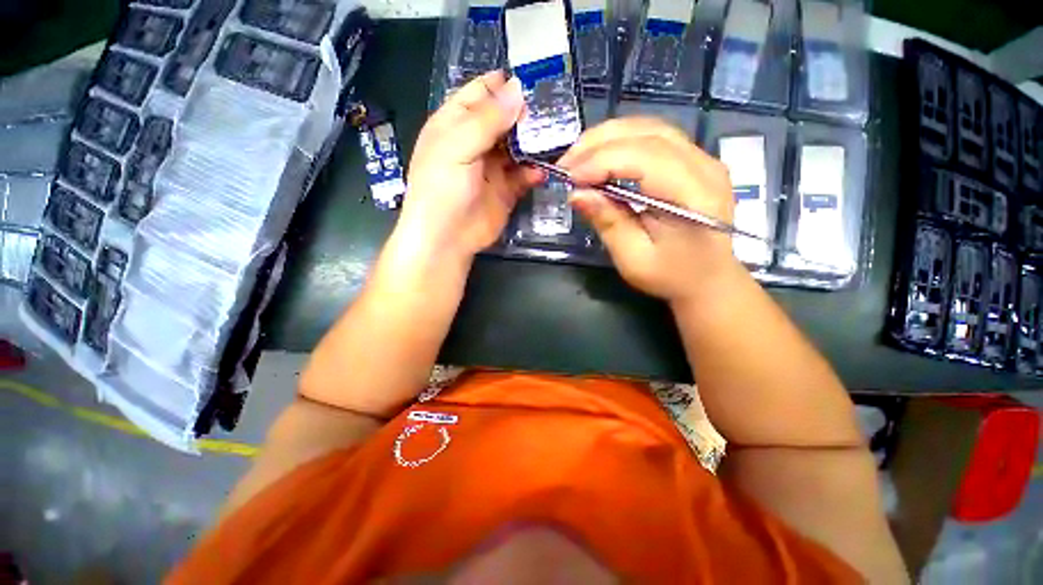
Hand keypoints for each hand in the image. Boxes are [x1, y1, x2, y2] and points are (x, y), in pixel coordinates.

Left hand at [396, 71, 543, 261]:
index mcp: (456, 123)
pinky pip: (524, 175)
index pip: (482, 93)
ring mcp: (493, 168)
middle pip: (505, 119)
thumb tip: (518, 89)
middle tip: (555, 109)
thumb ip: (487, 119)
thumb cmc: (442, 188)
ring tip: (557, 136)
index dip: (505, 84)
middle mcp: (476, 142)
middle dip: (527, 113)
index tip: (535, 79)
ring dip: (535, 142)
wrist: (447, 238)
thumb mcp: (458, 146)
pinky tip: (544, 170)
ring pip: (518, 147)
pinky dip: (534, 171)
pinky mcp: (506, 190)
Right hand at [559, 117, 742, 304]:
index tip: (568, 178)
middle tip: (566, 164)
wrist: (708, 279)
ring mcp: (704, 158)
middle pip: (647, 133)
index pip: (644, 158)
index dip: (601, 162)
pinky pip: (655, 136)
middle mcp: (705, 167)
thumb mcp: (633, 258)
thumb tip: (576, 194)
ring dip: (607, 138)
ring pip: (650, 127)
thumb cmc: (671, 276)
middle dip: (598, 143)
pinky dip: (622, 141)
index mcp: (694, 196)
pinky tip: (601, 155)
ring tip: (578, 158)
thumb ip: (608, 222)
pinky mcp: (695, 160)